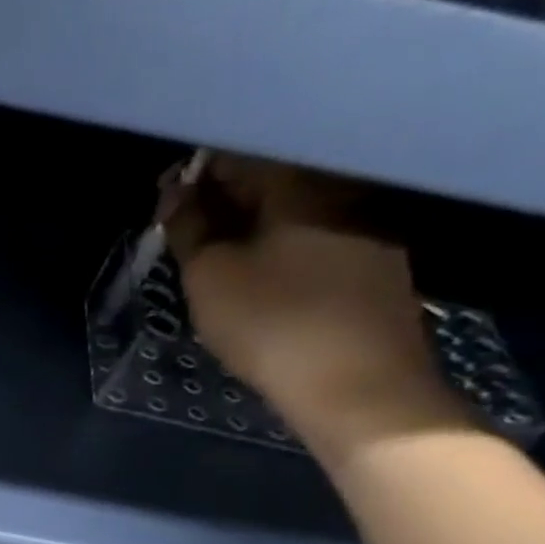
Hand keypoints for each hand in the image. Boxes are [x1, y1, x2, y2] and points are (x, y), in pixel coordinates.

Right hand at [161, 156, 470, 458]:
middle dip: (224, 202)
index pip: (237, 156)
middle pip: (271, 181)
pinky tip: (262, 284)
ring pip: (295, 215)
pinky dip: (281, 252)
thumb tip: (175, 191)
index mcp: (300, 183)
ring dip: (253, 229)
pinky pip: (317, 244)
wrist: (358, 387)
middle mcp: (342, 192)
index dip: (194, 176)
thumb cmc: (272, 323)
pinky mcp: (378, 270)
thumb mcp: (210, 276)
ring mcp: (369, 231)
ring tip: (219, 262)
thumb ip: (188, 228)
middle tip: (187, 236)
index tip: (165, 205)